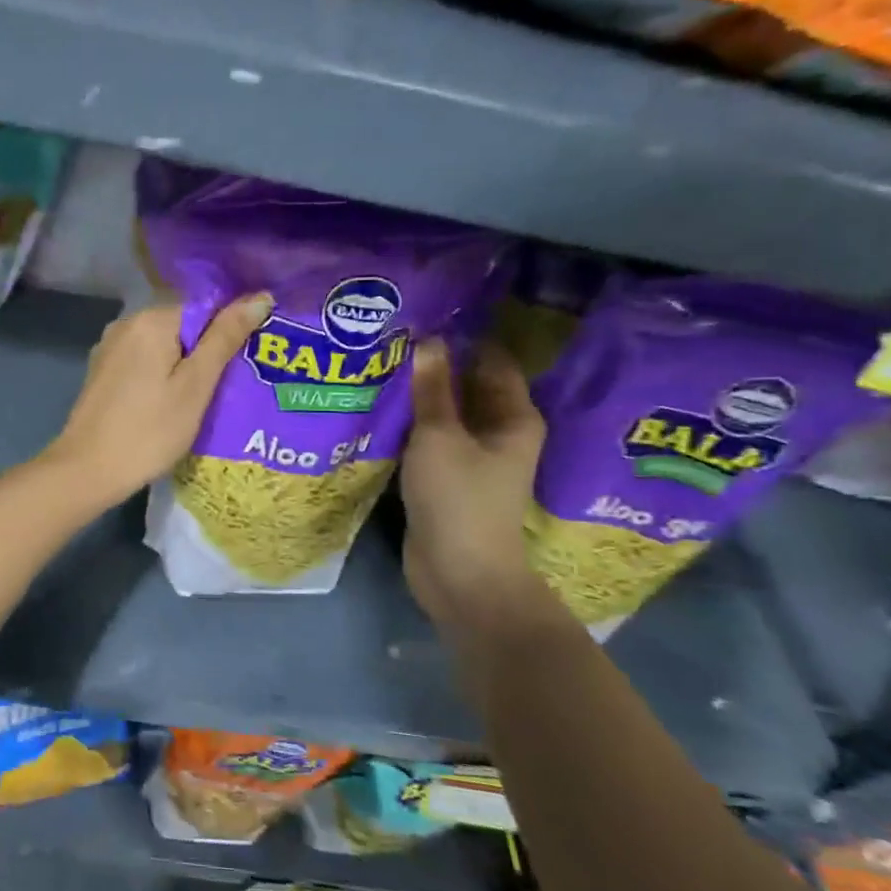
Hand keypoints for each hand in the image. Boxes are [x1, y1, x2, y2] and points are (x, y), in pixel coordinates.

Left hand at [37, 295, 271, 509]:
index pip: (205, 307)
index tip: (247, 362)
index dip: (230, 332)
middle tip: (232, 386)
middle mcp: (126, 323)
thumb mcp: (196, 386)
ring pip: (162, 346)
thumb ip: (225, 338)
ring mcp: (109, 348)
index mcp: (151, 319)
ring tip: (206, 399)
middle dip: (208, 351)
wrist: (87, 471)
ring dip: (185, 366)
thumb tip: (260, 297)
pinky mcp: (102, 372)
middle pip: (182, 326)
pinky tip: (171, 404)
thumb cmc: (150, 431)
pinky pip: (143, 363)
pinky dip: (161, 376)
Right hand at [399, 338, 548, 630]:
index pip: (491, 361)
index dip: (463, 338)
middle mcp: (498, 433)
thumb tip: (428, 340)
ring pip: (443, 416)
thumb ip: (432, 390)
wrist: (459, 573)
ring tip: (378, 368)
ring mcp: (471, 458)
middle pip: (466, 387)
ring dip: (417, 398)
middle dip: (433, 366)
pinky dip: (408, 427)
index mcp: (512, 417)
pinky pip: (428, 441)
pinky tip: (378, 411)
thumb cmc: (458, 499)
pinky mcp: (446, 479)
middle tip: (390, 339)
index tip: (423, 317)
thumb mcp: (440, 437)